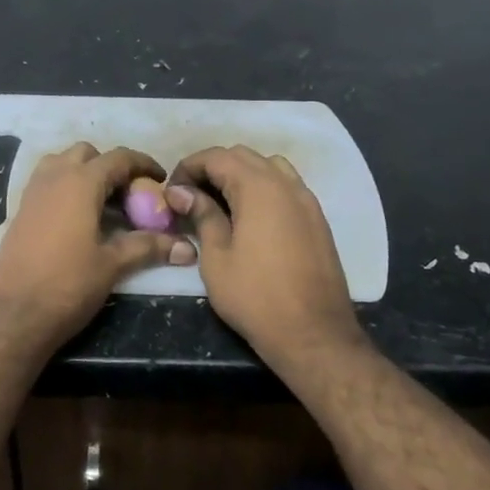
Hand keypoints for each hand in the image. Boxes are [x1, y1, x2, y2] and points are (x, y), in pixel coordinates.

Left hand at [0, 143, 195, 356]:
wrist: (12, 316)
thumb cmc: (67, 285)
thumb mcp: (112, 265)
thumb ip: (148, 247)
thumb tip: (187, 247)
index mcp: (80, 183)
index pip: (118, 158)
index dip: (143, 164)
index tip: (161, 180)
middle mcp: (53, 178)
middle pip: (87, 154)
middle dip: (111, 167)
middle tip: (129, 196)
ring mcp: (32, 193)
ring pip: (62, 164)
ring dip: (85, 173)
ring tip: (103, 204)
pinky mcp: (20, 212)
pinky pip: (46, 183)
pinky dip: (66, 188)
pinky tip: (79, 220)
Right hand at [166, 146, 364, 369]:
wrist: (313, 333)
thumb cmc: (255, 297)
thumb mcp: (216, 257)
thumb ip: (202, 215)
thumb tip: (181, 192)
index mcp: (258, 188)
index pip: (217, 157)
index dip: (189, 167)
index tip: (172, 190)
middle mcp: (286, 184)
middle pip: (244, 156)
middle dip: (213, 168)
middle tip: (190, 195)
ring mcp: (307, 200)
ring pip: (269, 167)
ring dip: (241, 174)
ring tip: (220, 202)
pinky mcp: (317, 219)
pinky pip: (286, 186)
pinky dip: (263, 188)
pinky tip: (249, 216)